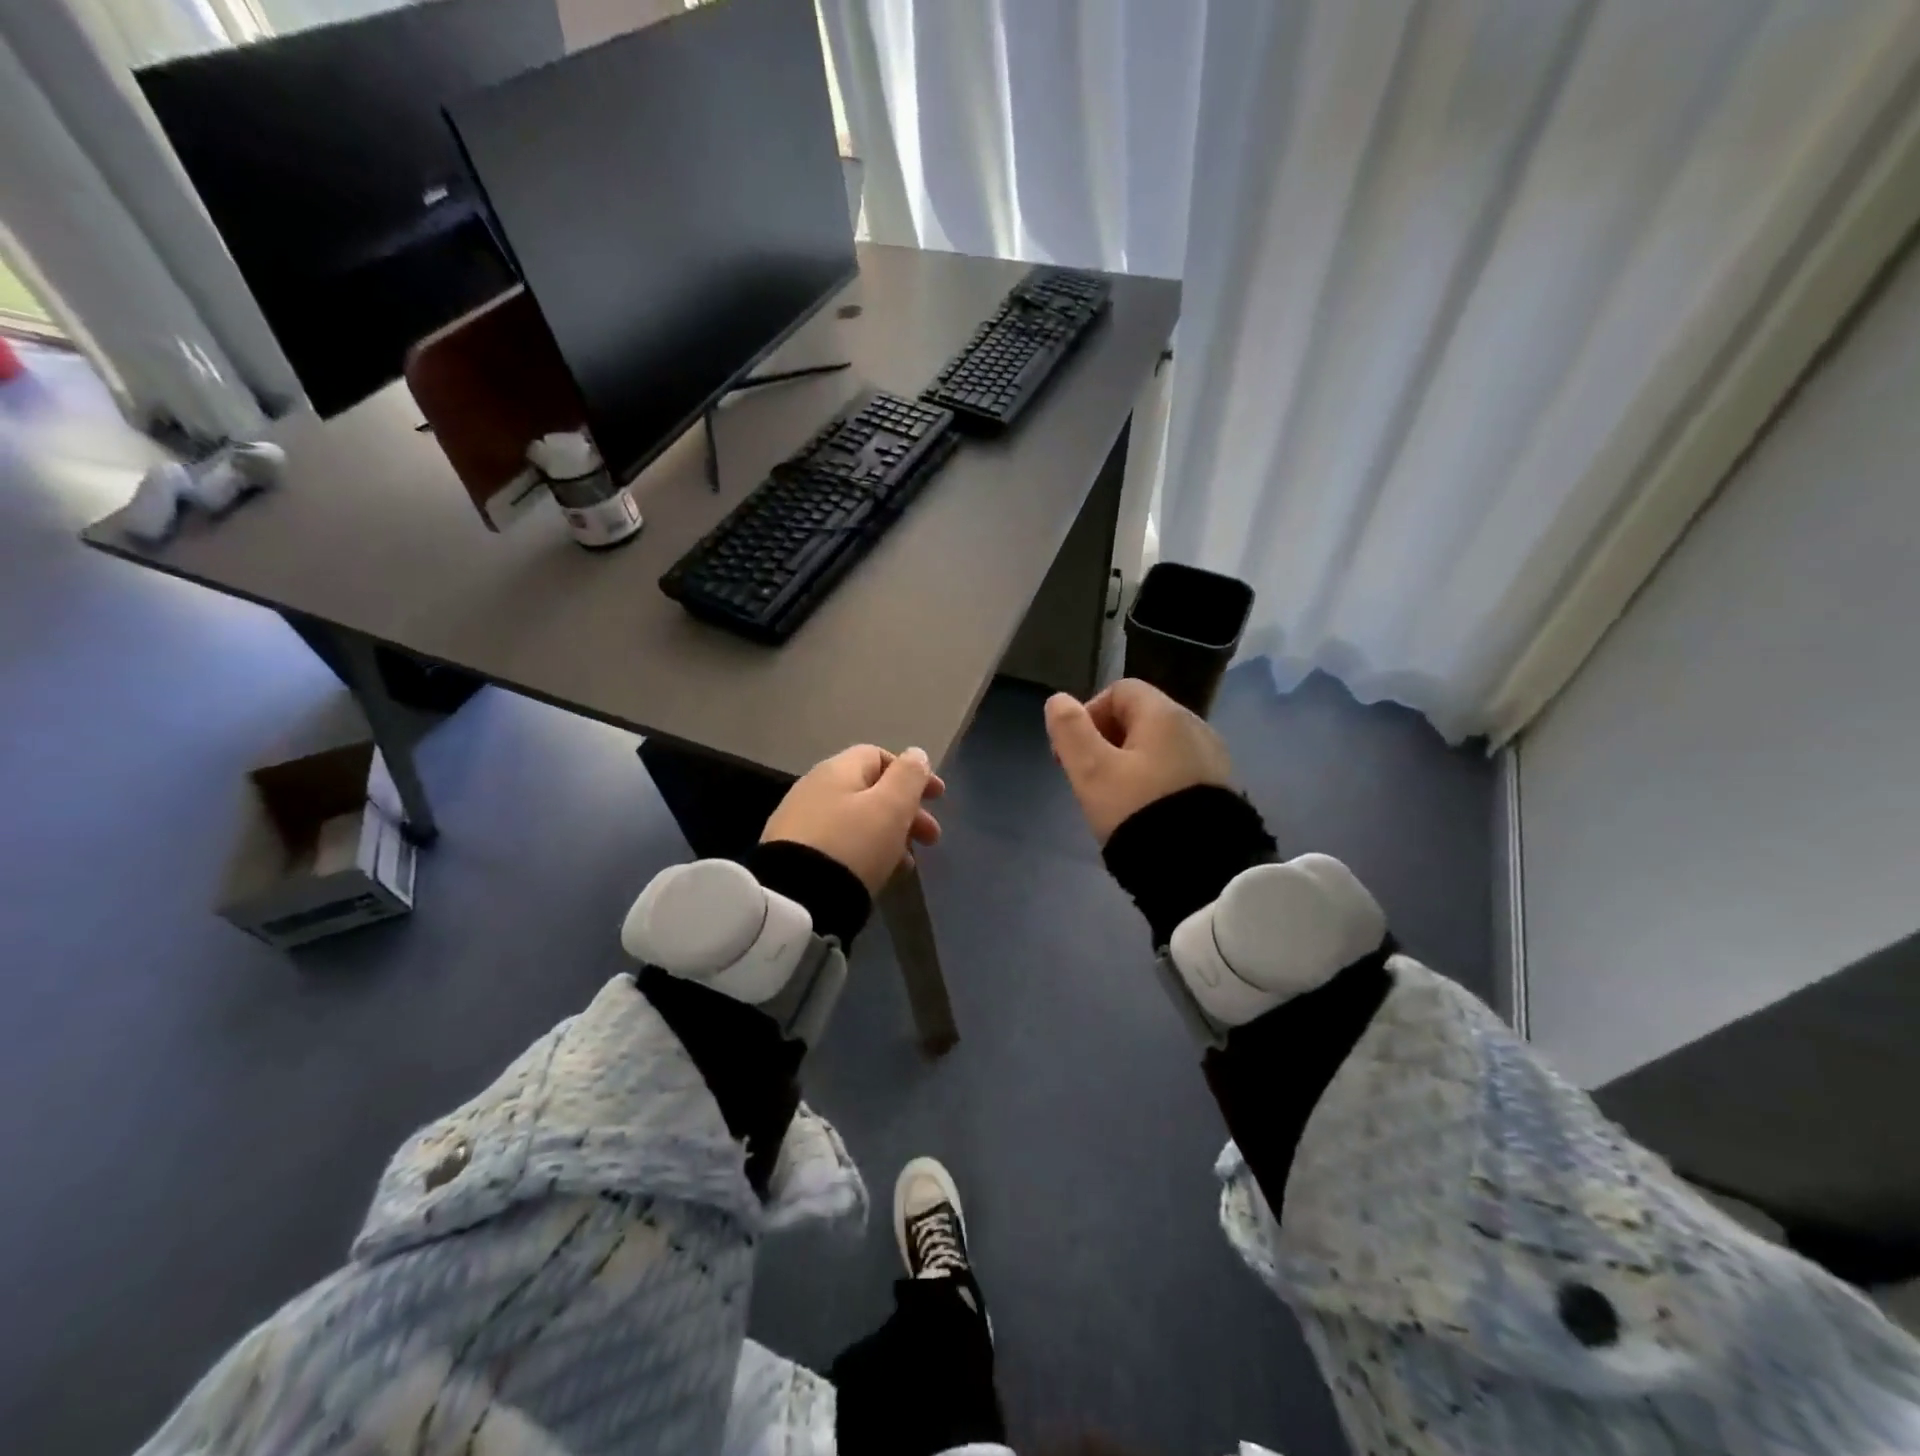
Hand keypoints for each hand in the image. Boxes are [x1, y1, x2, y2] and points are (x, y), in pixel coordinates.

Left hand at [762, 745, 944, 894]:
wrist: (795, 899)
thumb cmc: (853, 845)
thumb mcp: (890, 807)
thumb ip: (909, 776)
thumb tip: (916, 754)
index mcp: (837, 770)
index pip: (879, 756)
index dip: (912, 774)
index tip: (938, 799)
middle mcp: (814, 788)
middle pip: (869, 790)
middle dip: (906, 811)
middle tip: (931, 839)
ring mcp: (799, 821)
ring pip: (856, 819)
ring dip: (889, 835)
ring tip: (907, 864)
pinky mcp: (793, 853)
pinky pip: (839, 843)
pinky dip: (865, 852)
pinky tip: (877, 874)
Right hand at [1045, 679, 1232, 843]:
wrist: (1201, 868)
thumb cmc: (1138, 810)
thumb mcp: (1092, 771)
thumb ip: (1070, 731)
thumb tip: (1058, 700)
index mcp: (1164, 714)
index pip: (1120, 691)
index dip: (1089, 714)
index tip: (1075, 753)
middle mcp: (1195, 726)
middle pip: (1140, 717)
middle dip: (1107, 741)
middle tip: (1090, 779)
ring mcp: (1212, 758)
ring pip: (1158, 747)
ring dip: (1131, 763)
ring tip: (1116, 800)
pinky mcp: (1220, 789)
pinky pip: (1178, 770)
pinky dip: (1155, 781)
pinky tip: (1146, 812)